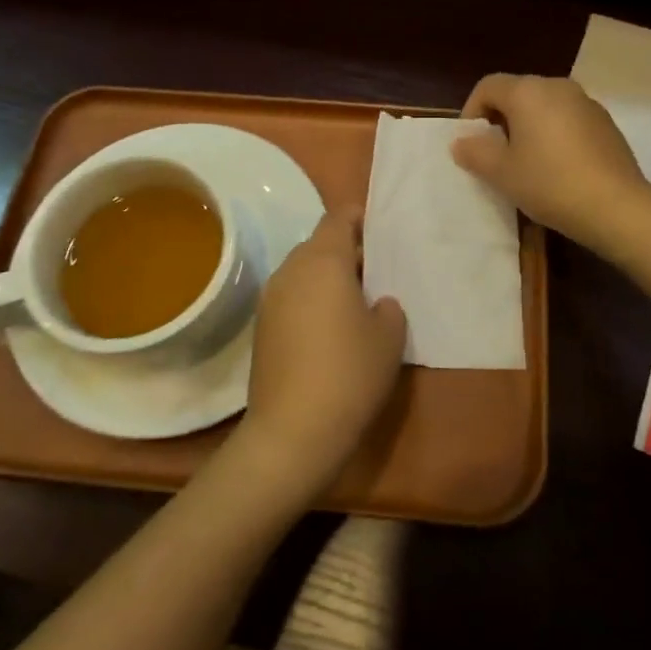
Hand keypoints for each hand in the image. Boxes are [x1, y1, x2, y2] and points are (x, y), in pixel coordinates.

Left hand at [235, 207, 406, 497]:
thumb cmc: (349, 373)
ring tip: (354, 302)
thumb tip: (376, 303)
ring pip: (303, 271)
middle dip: (345, 250)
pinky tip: (329, 331)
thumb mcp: (389, 338)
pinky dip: (310, 301)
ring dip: (326, 277)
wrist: (292, 432)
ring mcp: (270, 299)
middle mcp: (291, 270)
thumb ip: (388, 308)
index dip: (359, 217)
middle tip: (375, 271)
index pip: (338, 218)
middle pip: (319, 244)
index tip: (380, 229)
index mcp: (323, 261)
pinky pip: (291, 297)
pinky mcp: (261, 327)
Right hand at [451, 74, 650, 252]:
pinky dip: (554, 135)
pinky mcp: (606, 123)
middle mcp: (558, 86)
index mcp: (528, 91)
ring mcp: (586, 103)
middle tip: (495, 155)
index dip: (471, 112)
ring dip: (528, 128)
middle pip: (517, 93)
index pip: (488, 86)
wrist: (617, 207)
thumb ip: (475, 152)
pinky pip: (568, 120)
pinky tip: (557, 168)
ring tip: (526, 163)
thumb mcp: (501, 172)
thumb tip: (462, 142)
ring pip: (544, 107)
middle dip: (500, 120)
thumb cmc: (550, 183)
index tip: (471, 144)